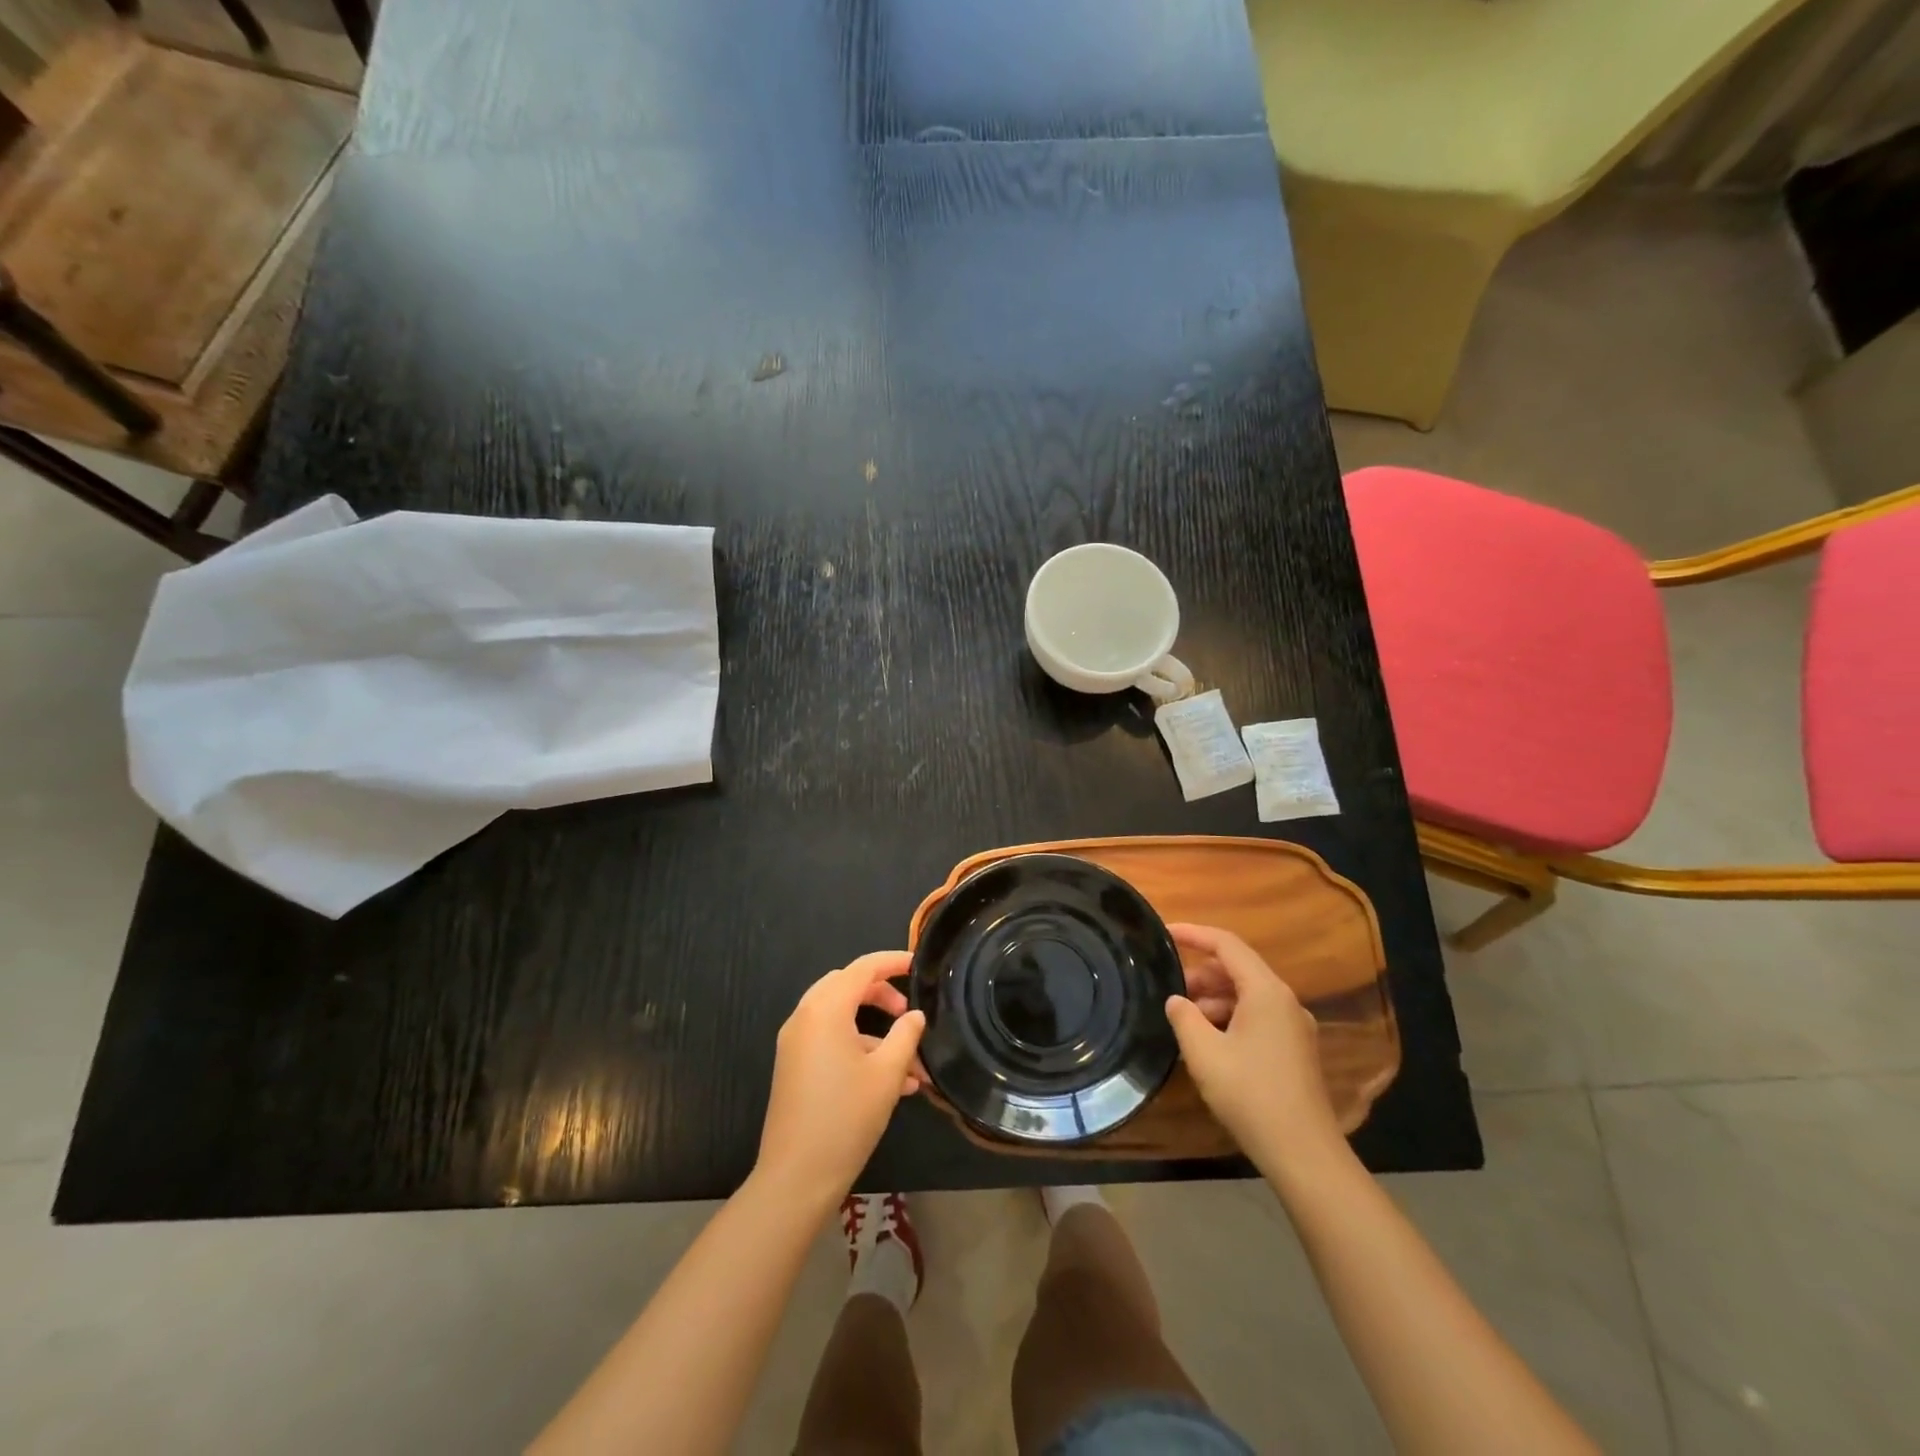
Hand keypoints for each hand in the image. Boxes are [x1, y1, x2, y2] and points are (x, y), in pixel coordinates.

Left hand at [754, 952, 925, 1209]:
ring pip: (840, 1017)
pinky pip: (829, 1041)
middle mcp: (805, 1017)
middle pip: (847, 987)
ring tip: (911, 1065)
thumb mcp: (887, 1074)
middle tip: (908, 1013)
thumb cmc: (846, 1117)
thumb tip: (915, 1016)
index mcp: (825, 1009)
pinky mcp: (793, 1067)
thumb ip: (906, 1036)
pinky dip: (858, 1048)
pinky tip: (891, 1084)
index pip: (862, 968)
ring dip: (874, 1031)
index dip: (892, 962)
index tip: (919, 964)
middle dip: (881, 994)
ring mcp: (795, 1043)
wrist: (796, 1177)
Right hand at [1165, 923, 1345, 1175]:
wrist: (1304, 1154)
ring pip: (1247, 995)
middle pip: (1238, 969)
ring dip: (1214, 1000)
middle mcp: (1285, 1001)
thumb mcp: (1204, 1053)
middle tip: (1169, 989)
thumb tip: (1176, 1000)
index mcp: (1266, 991)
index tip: (1164, 933)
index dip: (1193, 934)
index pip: (1226, 944)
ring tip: (1185, 1021)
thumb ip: (1184, 1017)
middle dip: (1201, 974)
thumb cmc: (1250, 1095)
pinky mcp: (1295, 1050)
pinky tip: (1209, 1043)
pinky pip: (1257, 1017)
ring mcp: (1294, 1027)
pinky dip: (1230, 1018)